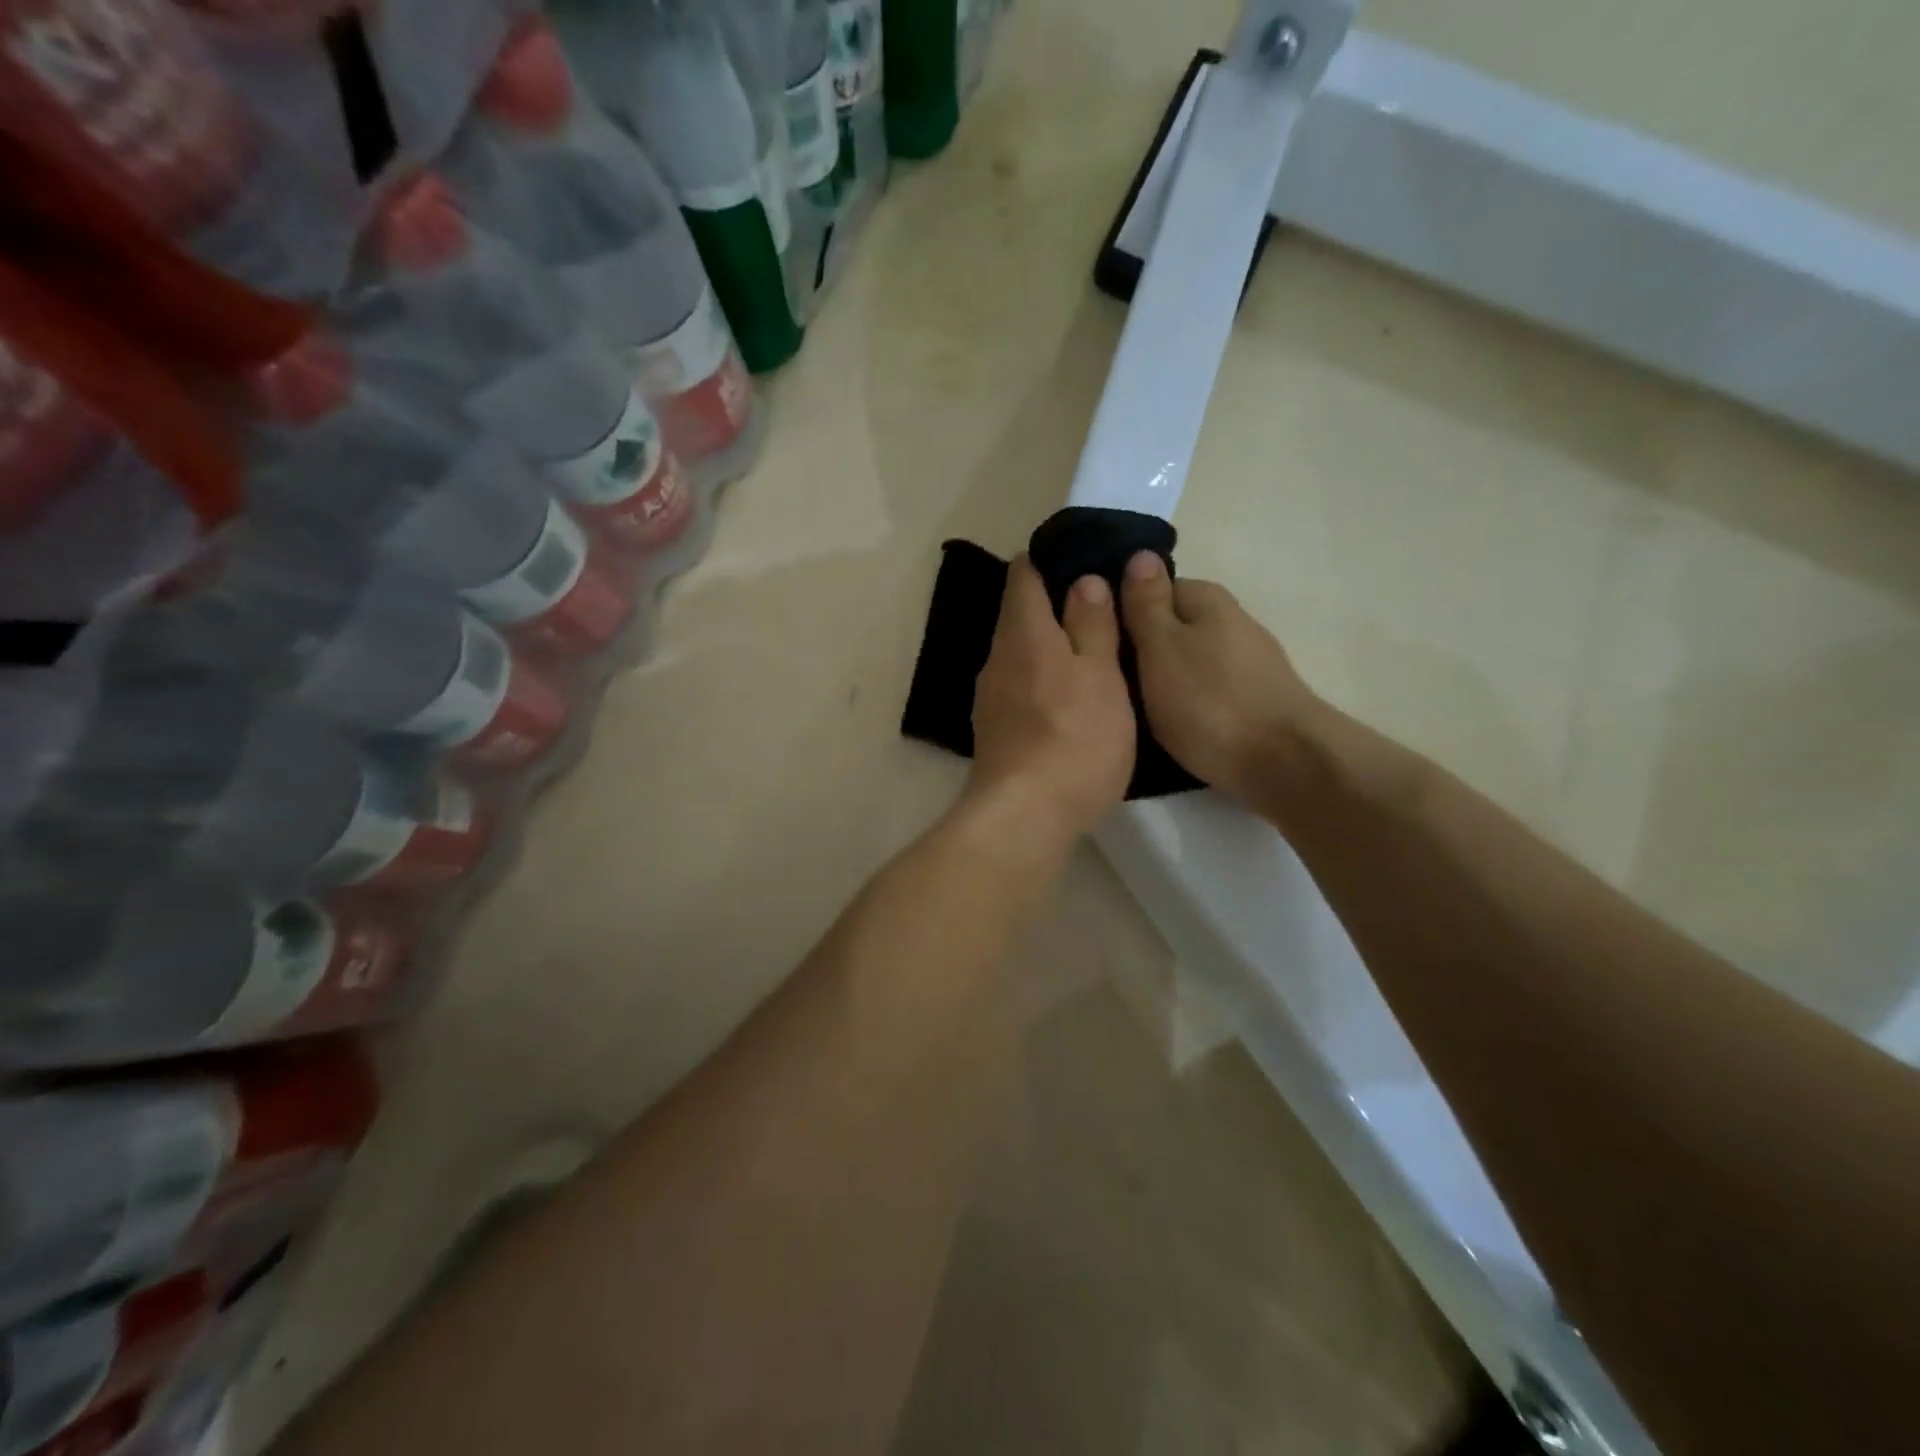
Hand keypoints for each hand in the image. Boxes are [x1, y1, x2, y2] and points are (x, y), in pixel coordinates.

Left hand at [968, 555, 1135, 844]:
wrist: (1025, 816)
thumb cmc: (1075, 738)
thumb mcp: (1101, 675)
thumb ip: (1092, 625)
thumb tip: (1082, 580)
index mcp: (1023, 632)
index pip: (1025, 575)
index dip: (1050, 561)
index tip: (1083, 562)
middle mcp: (997, 658)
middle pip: (1020, 616)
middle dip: (1055, 607)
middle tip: (1101, 611)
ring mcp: (989, 697)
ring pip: (1019, 655)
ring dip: (1049, 649)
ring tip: (1090, 655)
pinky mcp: (992, 731)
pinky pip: (1018, 689)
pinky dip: (1041, 683)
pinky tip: (1066, 702)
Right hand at [1120, 550, 1317, 805]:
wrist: (1285, 764)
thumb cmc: (1210, 702)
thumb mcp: (1161, 648)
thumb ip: (1146, 605)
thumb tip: (1140, 555)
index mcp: (1208, 600)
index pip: (1154, 588)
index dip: (1124, 612)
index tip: (1099, 643)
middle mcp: (1233, 622)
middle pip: (1174, 627)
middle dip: (1144, 649)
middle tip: (1111, 682)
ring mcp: (1250, 663)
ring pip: (1191, 661)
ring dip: (1166, 679)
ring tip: (1134, 709)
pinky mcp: (1258, 700)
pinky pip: (1209, 691)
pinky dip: (1190, 704)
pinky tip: (1174, 727)